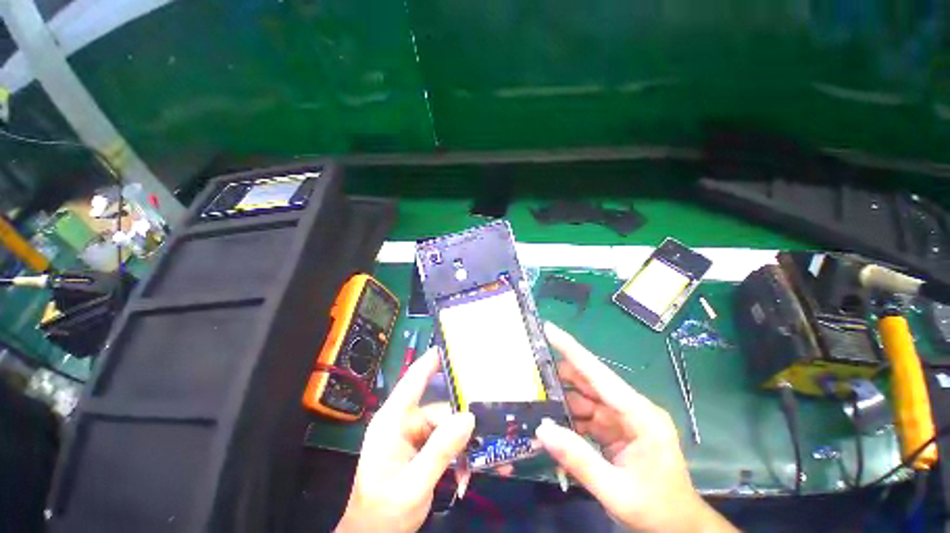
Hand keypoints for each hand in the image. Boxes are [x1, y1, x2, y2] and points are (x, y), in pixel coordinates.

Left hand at [337, 348, 474, 532]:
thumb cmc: (384, 511)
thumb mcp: (414, 483)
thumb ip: (441, 450)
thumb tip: (469, 417)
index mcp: (392, 420)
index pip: (412, 380)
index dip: (431, 361)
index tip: (451, 346)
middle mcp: (403, 422)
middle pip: (438, 408)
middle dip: (460, 418)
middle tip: (488, 418)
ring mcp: (412, 435)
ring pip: (445, 425)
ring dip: (461, 440)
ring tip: (482, 450)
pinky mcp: (420, 448)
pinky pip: (444, 440)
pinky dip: (457, 451)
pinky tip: (468, 465)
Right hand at [536, 322, 736, 532]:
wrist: (681, 529)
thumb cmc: (657, 512)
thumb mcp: (616, 492)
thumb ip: (579, 460)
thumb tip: (542, 429)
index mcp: (640, 415)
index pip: (599, 374)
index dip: (572, 349)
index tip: (549, 330)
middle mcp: (631, 408)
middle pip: (589, 382)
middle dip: (560, 375)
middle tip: (529, 369)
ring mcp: (624, 418)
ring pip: (585, 399)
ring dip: (562, 400)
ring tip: (535, 397)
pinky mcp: (617, 429)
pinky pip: (587, 417)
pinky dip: (570, 419)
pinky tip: (552, 423)